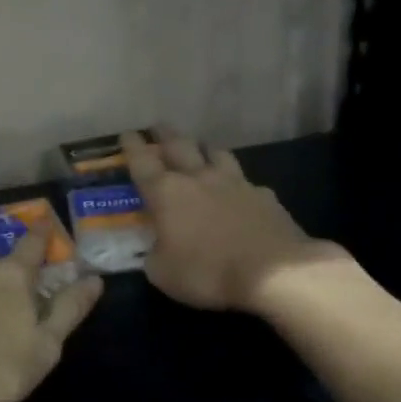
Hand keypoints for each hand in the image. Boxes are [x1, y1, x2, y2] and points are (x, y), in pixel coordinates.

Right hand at [122, 127, 346, 312]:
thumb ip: (154, 256)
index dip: (133, 146)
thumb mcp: (163, 274)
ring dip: (204, 148)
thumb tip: (155, 250)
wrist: (274, 271)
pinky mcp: (263, 195)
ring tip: (200, 148)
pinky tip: (238, 190)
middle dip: (165, 135)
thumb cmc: (207, 272)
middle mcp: (198, 178)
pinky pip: (245, 181)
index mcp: (166, 193)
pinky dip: (236, 182)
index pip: (143, 162)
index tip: (127, 133)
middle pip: (179, 145)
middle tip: (158, 127)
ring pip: (216, 153)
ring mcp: (235, 183)